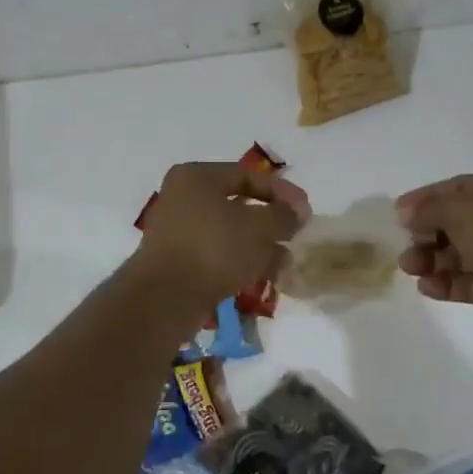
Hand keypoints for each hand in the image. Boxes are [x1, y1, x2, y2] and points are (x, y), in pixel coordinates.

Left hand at [131, 162, 310, 313]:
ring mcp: (178, 231)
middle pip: (238, 205)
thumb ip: (283, 215)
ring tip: (284, 265)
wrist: (166, 298)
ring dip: (259, 247)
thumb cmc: (214, 249)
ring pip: (230, 233)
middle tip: (294, 237)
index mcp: (196, 177)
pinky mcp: (178, 261)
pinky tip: (263, 278)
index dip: (282, 192)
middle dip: (271, 224)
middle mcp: (183, 198)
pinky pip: (217, 254)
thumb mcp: (259, 227)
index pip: (248, 175)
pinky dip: (240, 262)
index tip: (306, 211)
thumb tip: (297, 212)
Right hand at [397, 169, 472, 335]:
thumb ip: (429, 210)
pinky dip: (444, 284)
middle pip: (455, 223)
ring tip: (409, 266)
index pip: (458, 188)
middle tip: (405, 243)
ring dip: (430, 259)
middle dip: (426, 232)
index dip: (426, 199)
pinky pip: (465, 283)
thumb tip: (406, 214)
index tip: (397, 213)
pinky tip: (426, 286)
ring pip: (457, 255)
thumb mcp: (462, 209)